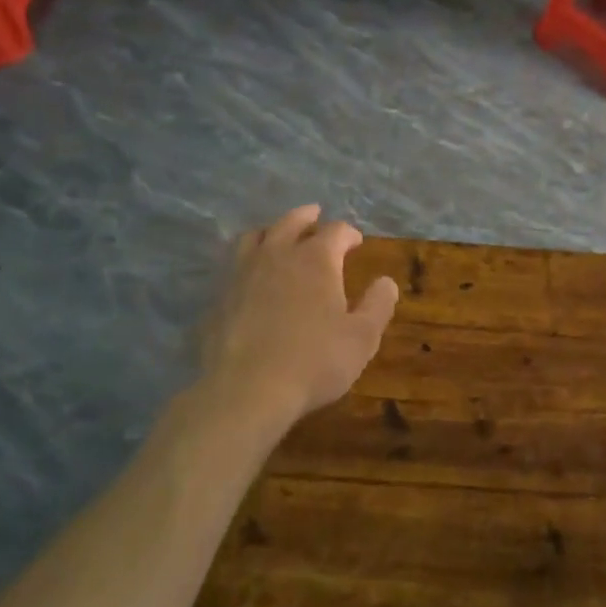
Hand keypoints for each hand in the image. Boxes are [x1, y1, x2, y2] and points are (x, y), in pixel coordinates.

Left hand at [200, 205, 399, 427]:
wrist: (245, 390)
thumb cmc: (313, 362)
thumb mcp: (362, 338)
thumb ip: (378, 305)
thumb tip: (386, 281)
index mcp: (316, 259)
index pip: (336, 231)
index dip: (349, 234)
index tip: (355, 242)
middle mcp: (278, 254)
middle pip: (292, 221)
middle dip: (307, 217)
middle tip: (315, 215)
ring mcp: (242, 272)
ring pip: (256, 236)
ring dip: (272, 231)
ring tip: (278, 235)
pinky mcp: (219, 295)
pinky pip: (233, 264)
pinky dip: (246, 260)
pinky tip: (249, 274)